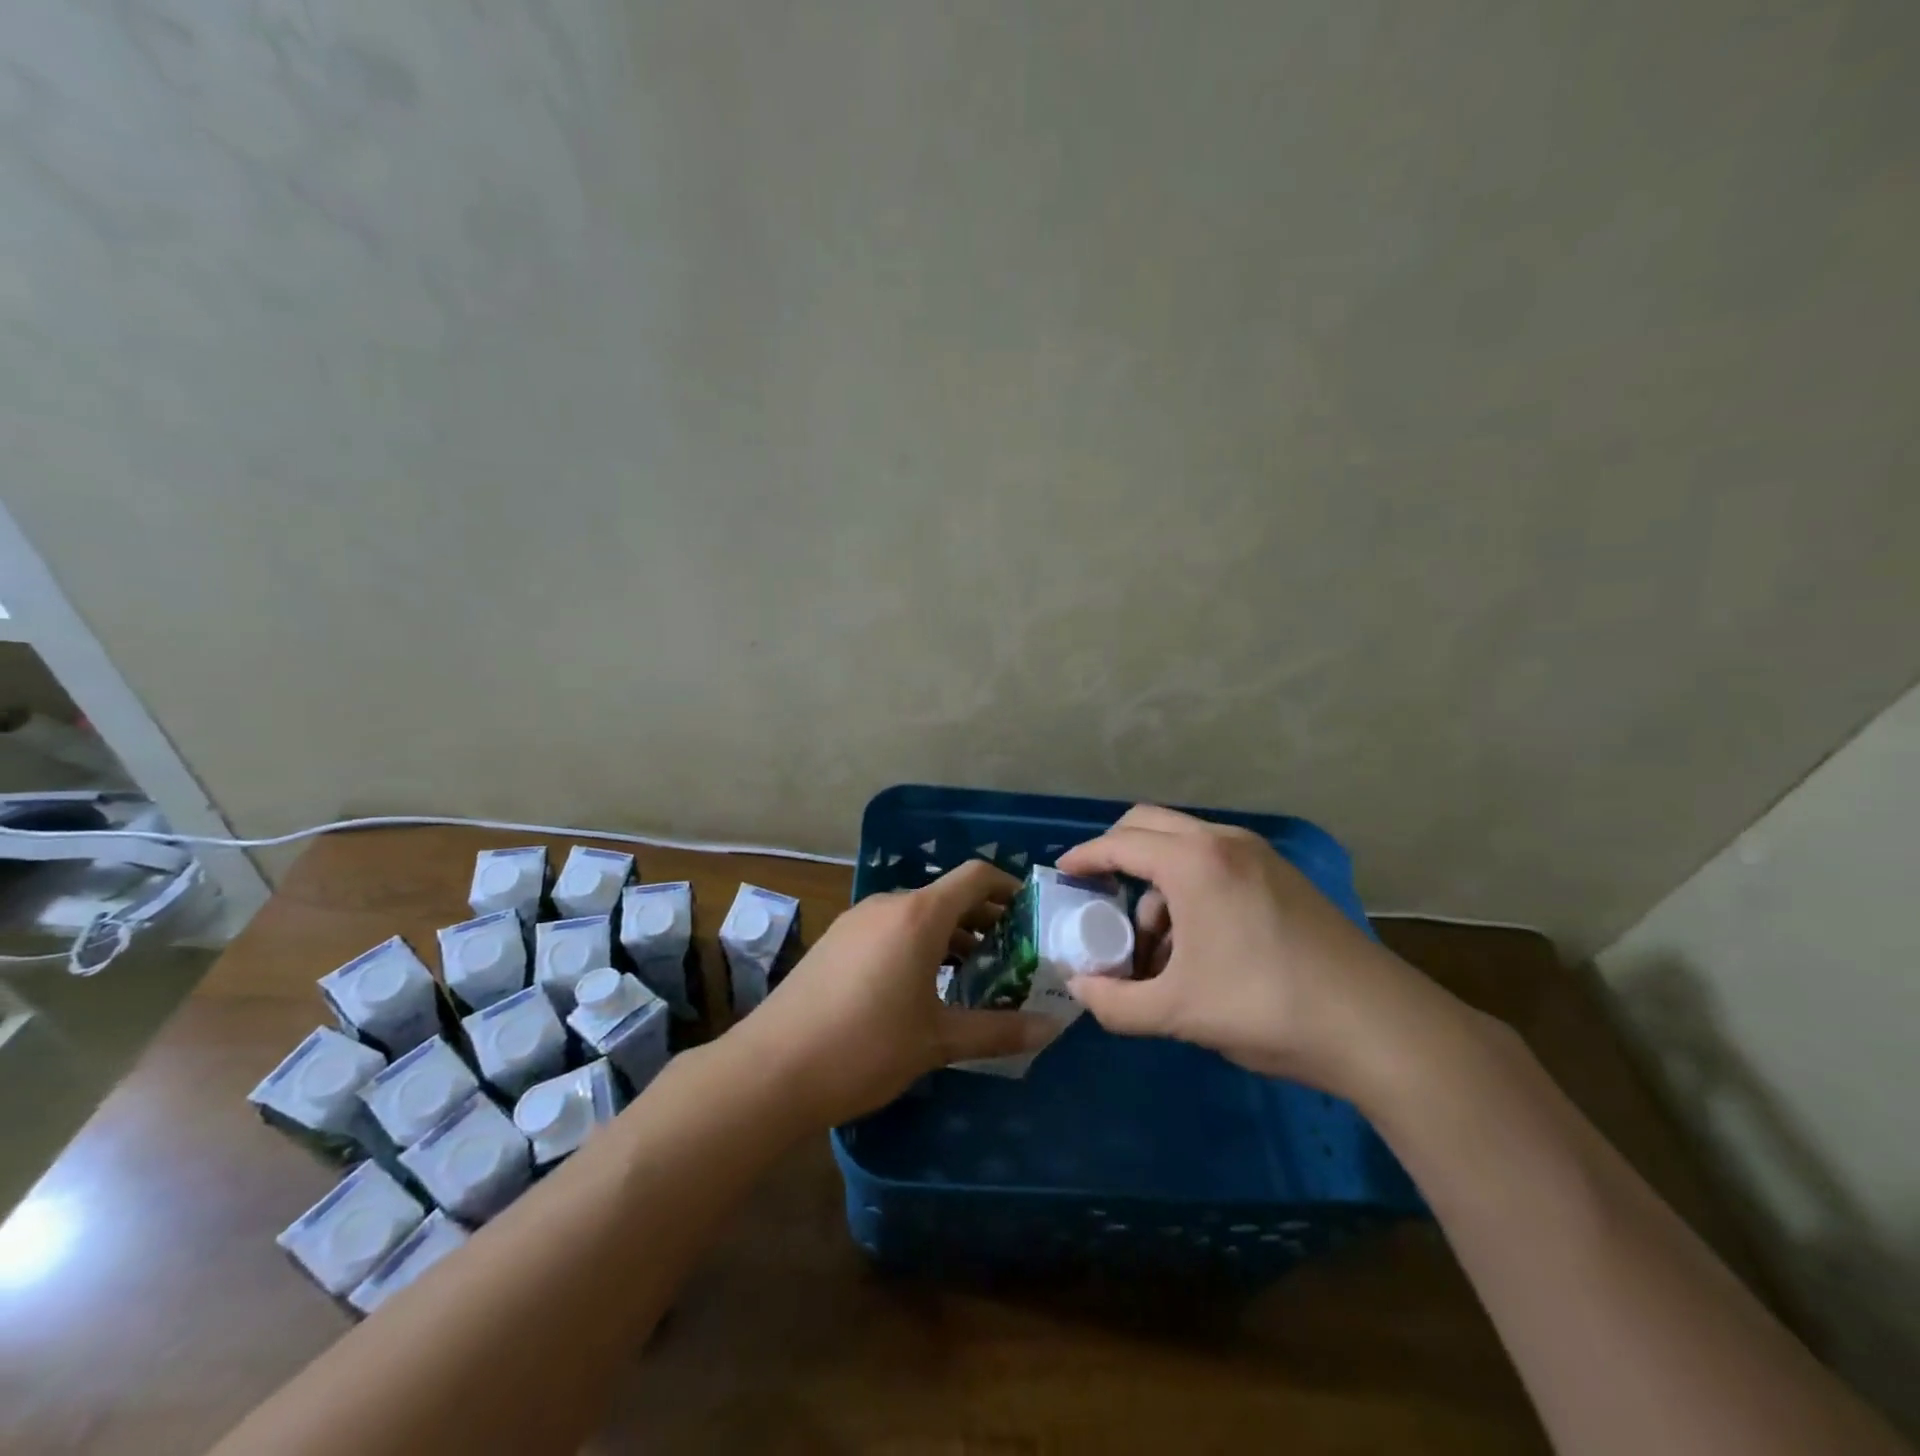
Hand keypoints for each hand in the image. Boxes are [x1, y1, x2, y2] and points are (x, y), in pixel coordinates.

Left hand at [726, 861, 1057, 1127]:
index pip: (975, 877)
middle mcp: (888, 905)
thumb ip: (997, 1030)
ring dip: (950, 936)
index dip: (1009, 888)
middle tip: (1012, 955)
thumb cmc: (865, 1047)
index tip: (1032, 915)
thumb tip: (1051, 1028)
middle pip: (947, 896)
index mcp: (919, 915)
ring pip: (917, 915)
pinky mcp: (835, 941)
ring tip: (973, 975)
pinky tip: (922, 987)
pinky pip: (890, 929)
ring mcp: (856, 921)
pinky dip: (917, 945)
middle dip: (984, 920)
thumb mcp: (937, 1040)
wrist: (771, 1069)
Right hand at [1057, 805, 1464, 1098]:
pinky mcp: (1282, 876)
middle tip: (1098, 893)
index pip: (1120, 843)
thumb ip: (1115, 1003)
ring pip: (1185, 846)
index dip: (1084, 856)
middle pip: (1150, 825)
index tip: (1062, 872)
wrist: (1378, 1026)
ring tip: (1155, 946)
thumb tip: (1079, 989)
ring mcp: (1260, 855)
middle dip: (1117, 853)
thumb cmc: (1266, 1006)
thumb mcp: (1178, 1013)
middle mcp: (1224, 842)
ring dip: (1157, 881)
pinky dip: (1191, 888)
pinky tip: (1199, 945)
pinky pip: (1217, 863)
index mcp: (1193, 862)